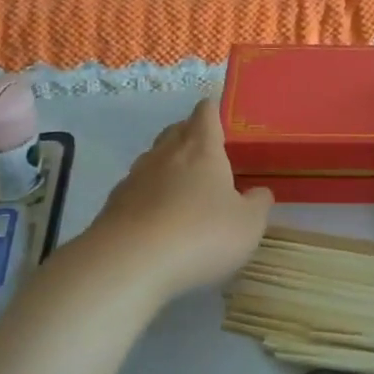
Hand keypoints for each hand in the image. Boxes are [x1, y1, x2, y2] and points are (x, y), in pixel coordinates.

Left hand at [86, 98, 272, 302]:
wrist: (129, 262)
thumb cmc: (200, 235)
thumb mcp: (248, 225)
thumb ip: (258, 204)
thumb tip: (259, 192)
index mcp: (201, 149)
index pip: (206, 113)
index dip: (214, 111)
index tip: (222, 118)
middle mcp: (166, 154)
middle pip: (176, 130)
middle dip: (191, 135)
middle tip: (208, 154)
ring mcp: (135, 177)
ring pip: (154, 158)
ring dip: (168, 166)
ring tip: (184, 188)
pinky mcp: (114, 203)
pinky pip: (137, 188)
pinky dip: (149, 195)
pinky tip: (158, 218)